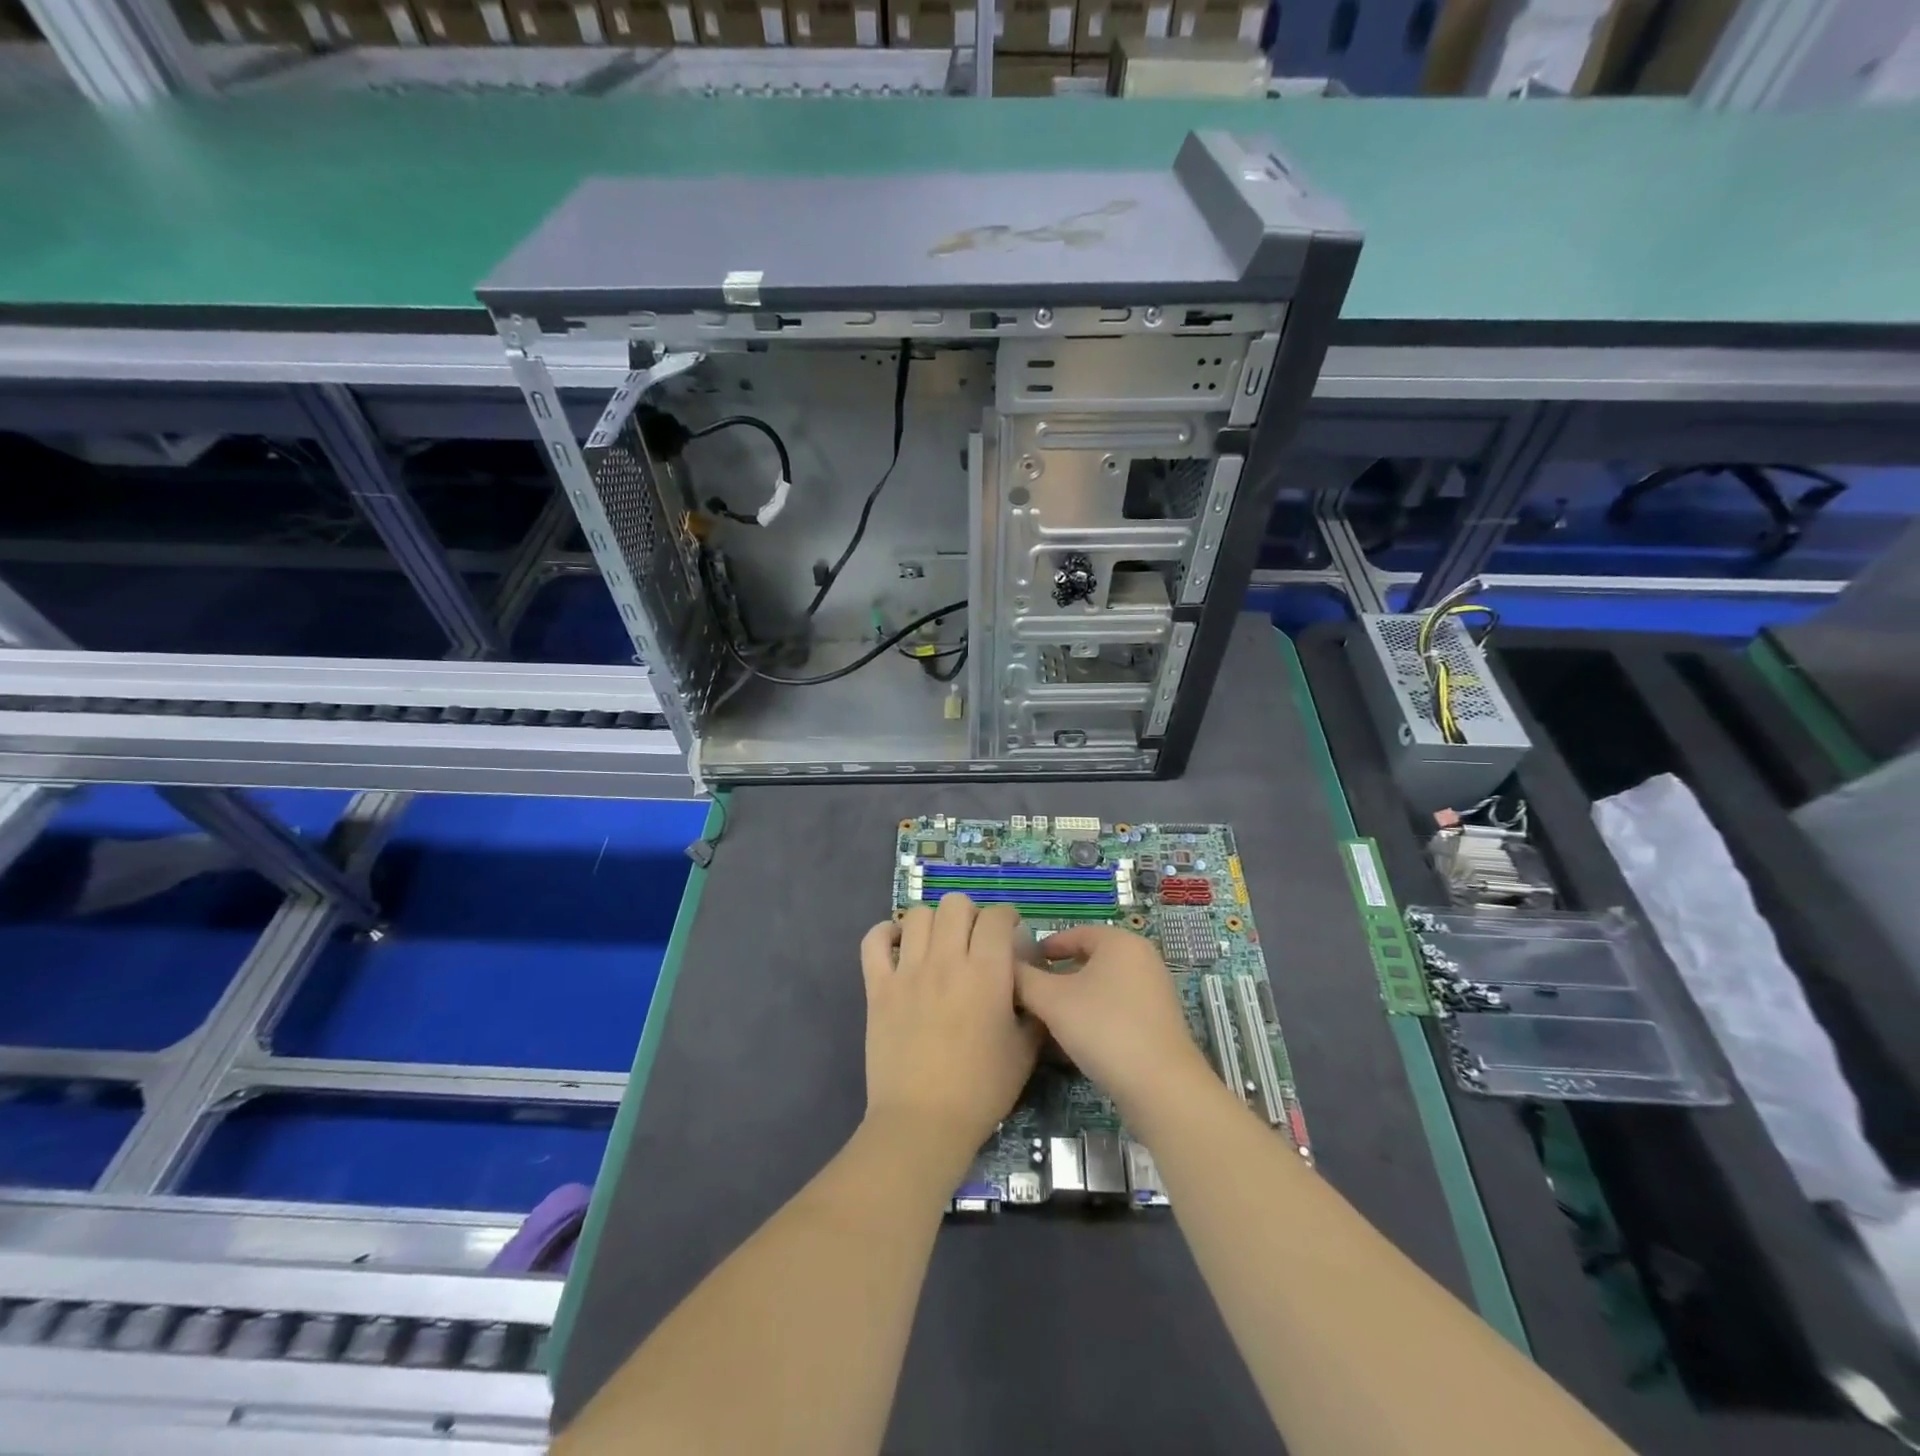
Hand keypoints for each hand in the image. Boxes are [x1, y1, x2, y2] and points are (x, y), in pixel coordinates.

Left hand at [860, 894, 1042, 1177]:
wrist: (923, 1121)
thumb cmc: (981, 1089)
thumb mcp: (1025, 1050)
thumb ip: (1033, 1009)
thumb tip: (1030, 985)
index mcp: (986, 972)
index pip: (997, 916)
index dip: (1007, 918)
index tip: (1009, 934)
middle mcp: (946, 960)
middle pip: (955, 904)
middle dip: (970, 914)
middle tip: (974, 940)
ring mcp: (907, 971)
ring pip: (918, 915)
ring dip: (933, 922)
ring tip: (938, 944)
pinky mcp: (878, 987)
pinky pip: (874, 941)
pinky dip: (885, 935)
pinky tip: (898, 946)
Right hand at [1015, 925, 1214, 1125]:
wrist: (1161, 1088)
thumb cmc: (1104, 1028)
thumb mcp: (1051, 1001)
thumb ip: (1023, 979)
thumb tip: (1005, 966)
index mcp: (1120, 942)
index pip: (1073, 933)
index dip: (1043, 948)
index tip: (1020, 967)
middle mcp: (1142, 959)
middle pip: (1088, 961)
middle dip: (1056, 978)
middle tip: (1029, 996)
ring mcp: (1154, 993)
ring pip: (1101, 989)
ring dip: (1072, 1002)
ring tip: (1046, 1022)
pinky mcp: (1158, 1024)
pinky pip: (1116, 1011)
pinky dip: (1093, 1019)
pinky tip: (1073, 1044)